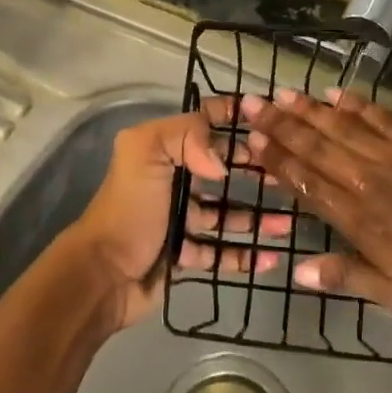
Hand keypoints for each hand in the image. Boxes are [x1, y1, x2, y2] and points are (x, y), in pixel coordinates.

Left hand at [67, 98, 291, 332]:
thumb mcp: (146, 154)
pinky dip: (244, 256)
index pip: (202, 123)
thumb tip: (223, 163)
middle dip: (253, 171)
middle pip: (220, 170)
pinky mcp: (184, 256)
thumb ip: (186, 136)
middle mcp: (172, 180)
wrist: (103, 275)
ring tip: (287, 224)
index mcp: (161, 151)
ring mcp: (179, 220)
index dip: (232, 117)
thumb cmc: (129, 209)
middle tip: (288, 177)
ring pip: (226, 215)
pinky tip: (270, 258)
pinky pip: (220, 253)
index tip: (270, 120)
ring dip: (256, 218)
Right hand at [243, 87, 391, 319]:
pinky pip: (384, 118)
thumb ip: (347, 277)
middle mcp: (369, 181)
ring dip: (311, 111)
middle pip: (317, 148)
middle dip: (282, 125)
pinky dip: (359, 104)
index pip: (307, 182)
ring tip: (285, 94)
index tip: (252, 139)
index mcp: (359, 219)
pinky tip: (338, 93)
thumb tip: (297, 269)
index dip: (277, 160)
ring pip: (343, 128)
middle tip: (254, 102)